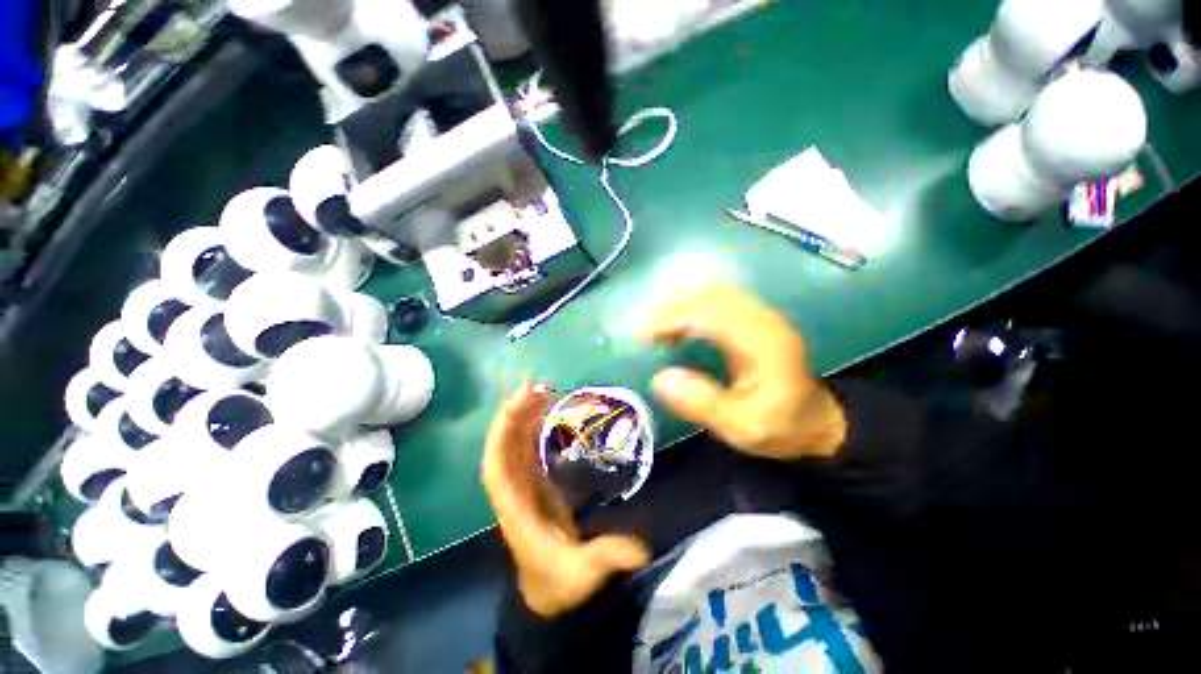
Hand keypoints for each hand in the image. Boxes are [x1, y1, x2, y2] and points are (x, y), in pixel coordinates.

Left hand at [481, 382, 649, 616]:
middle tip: (536, 386)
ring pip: (514, 445)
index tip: (516, 406)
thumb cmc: (559, 583)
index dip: (501, 435)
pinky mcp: (534, 484)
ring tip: (540, 390)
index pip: (496, 468)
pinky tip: (545, 413)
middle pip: (504, 448)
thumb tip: (640, 548)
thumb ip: (607, 557)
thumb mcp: (583, 573)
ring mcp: (522, 486)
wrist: (547, 595)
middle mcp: (513, 492)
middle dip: (514, 415)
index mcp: (515, 509)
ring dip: (522, 417)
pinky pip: (527, 450)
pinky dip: (531, 429)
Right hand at [645, 284, 845, 460]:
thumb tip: (659, 379)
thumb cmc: (780, 426)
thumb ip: (703, 405)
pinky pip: (718, 297)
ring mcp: (761, 313)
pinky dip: (691, 304)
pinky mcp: (756, 316)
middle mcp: (763, 318)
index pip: (709, 314)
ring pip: (712, 291)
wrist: (817, 420)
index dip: (671, 319)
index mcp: (763, 342)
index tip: (642, 336)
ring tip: (655, 327)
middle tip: (643, 331)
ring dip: (678, 303)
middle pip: (708, 295)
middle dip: (669, 308)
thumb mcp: (742, 429)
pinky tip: (677, 321)